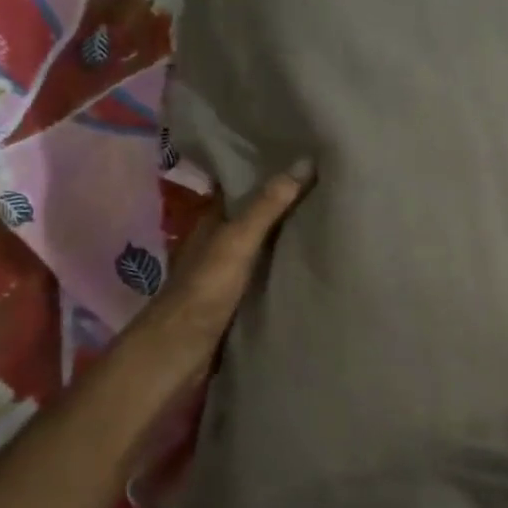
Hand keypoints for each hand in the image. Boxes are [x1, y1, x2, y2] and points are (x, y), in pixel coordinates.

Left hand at [132, 159, 314, 382]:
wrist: (178, 353)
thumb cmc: (204, 291)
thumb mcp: (237, 242)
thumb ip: (267, 207)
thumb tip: (304, 162)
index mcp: (213, 220)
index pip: (241, 185)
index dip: (267, 169)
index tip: (303, 155)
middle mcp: (219, 241)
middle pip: (255, 214)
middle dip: (284, 200)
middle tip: (328, 182)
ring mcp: (228, 272)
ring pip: (262, 244)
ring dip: (287, 233)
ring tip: (329, 216)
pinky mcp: (238, 299)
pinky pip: (267, 273)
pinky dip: (285, 264)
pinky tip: (310, 261)